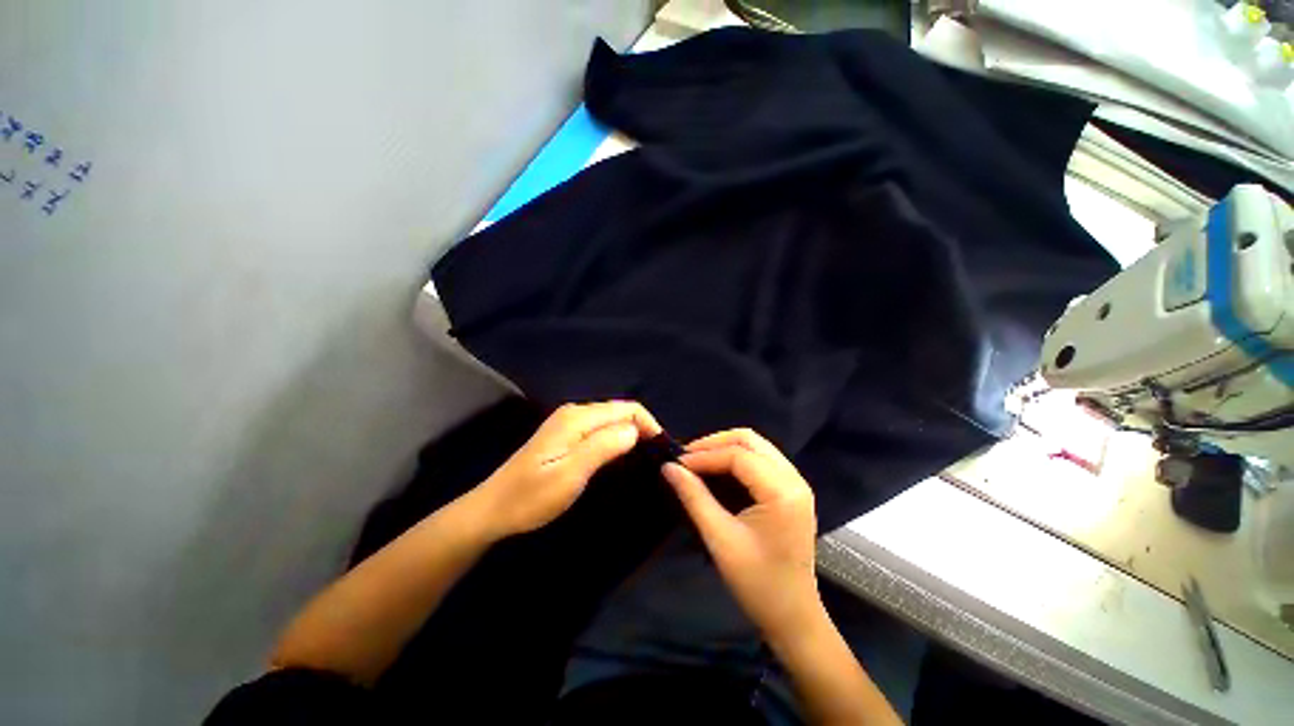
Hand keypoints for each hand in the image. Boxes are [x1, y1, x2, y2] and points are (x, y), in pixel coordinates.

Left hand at [471, 401, 661, 538]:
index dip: (648, 425)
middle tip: (654, 458)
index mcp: (577, 418)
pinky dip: (616, 438)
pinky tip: (619, 456)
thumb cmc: (530, 498)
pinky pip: (600, 429)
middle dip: (642, 429)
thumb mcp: (570, 475)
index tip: (660, 450)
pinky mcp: (565, 434)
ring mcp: (568, 422)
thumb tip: (635, 430)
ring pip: (611, 420)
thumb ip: (603, 447)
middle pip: (620, 411)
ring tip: (642, 458)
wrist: (492, 510)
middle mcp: (575, 412)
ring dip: (630, 434)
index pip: (627, 409)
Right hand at [661, 428, 821, 643]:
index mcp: (782, 491)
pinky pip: (762, 459)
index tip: (677, 463)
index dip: (704, 455)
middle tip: (688, 458)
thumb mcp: (720, 538)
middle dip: (715, 443)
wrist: (793, 617)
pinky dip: (737, 458)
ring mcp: (797, 483)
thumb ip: (693, 497)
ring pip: (756, 446)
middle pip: (750, 440)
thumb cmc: (757, 583)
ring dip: (726, 448)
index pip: (738, 456)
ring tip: (699, 461)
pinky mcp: (792, 490)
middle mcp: (794, 479)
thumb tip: (669, 468)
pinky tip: (719, 470)